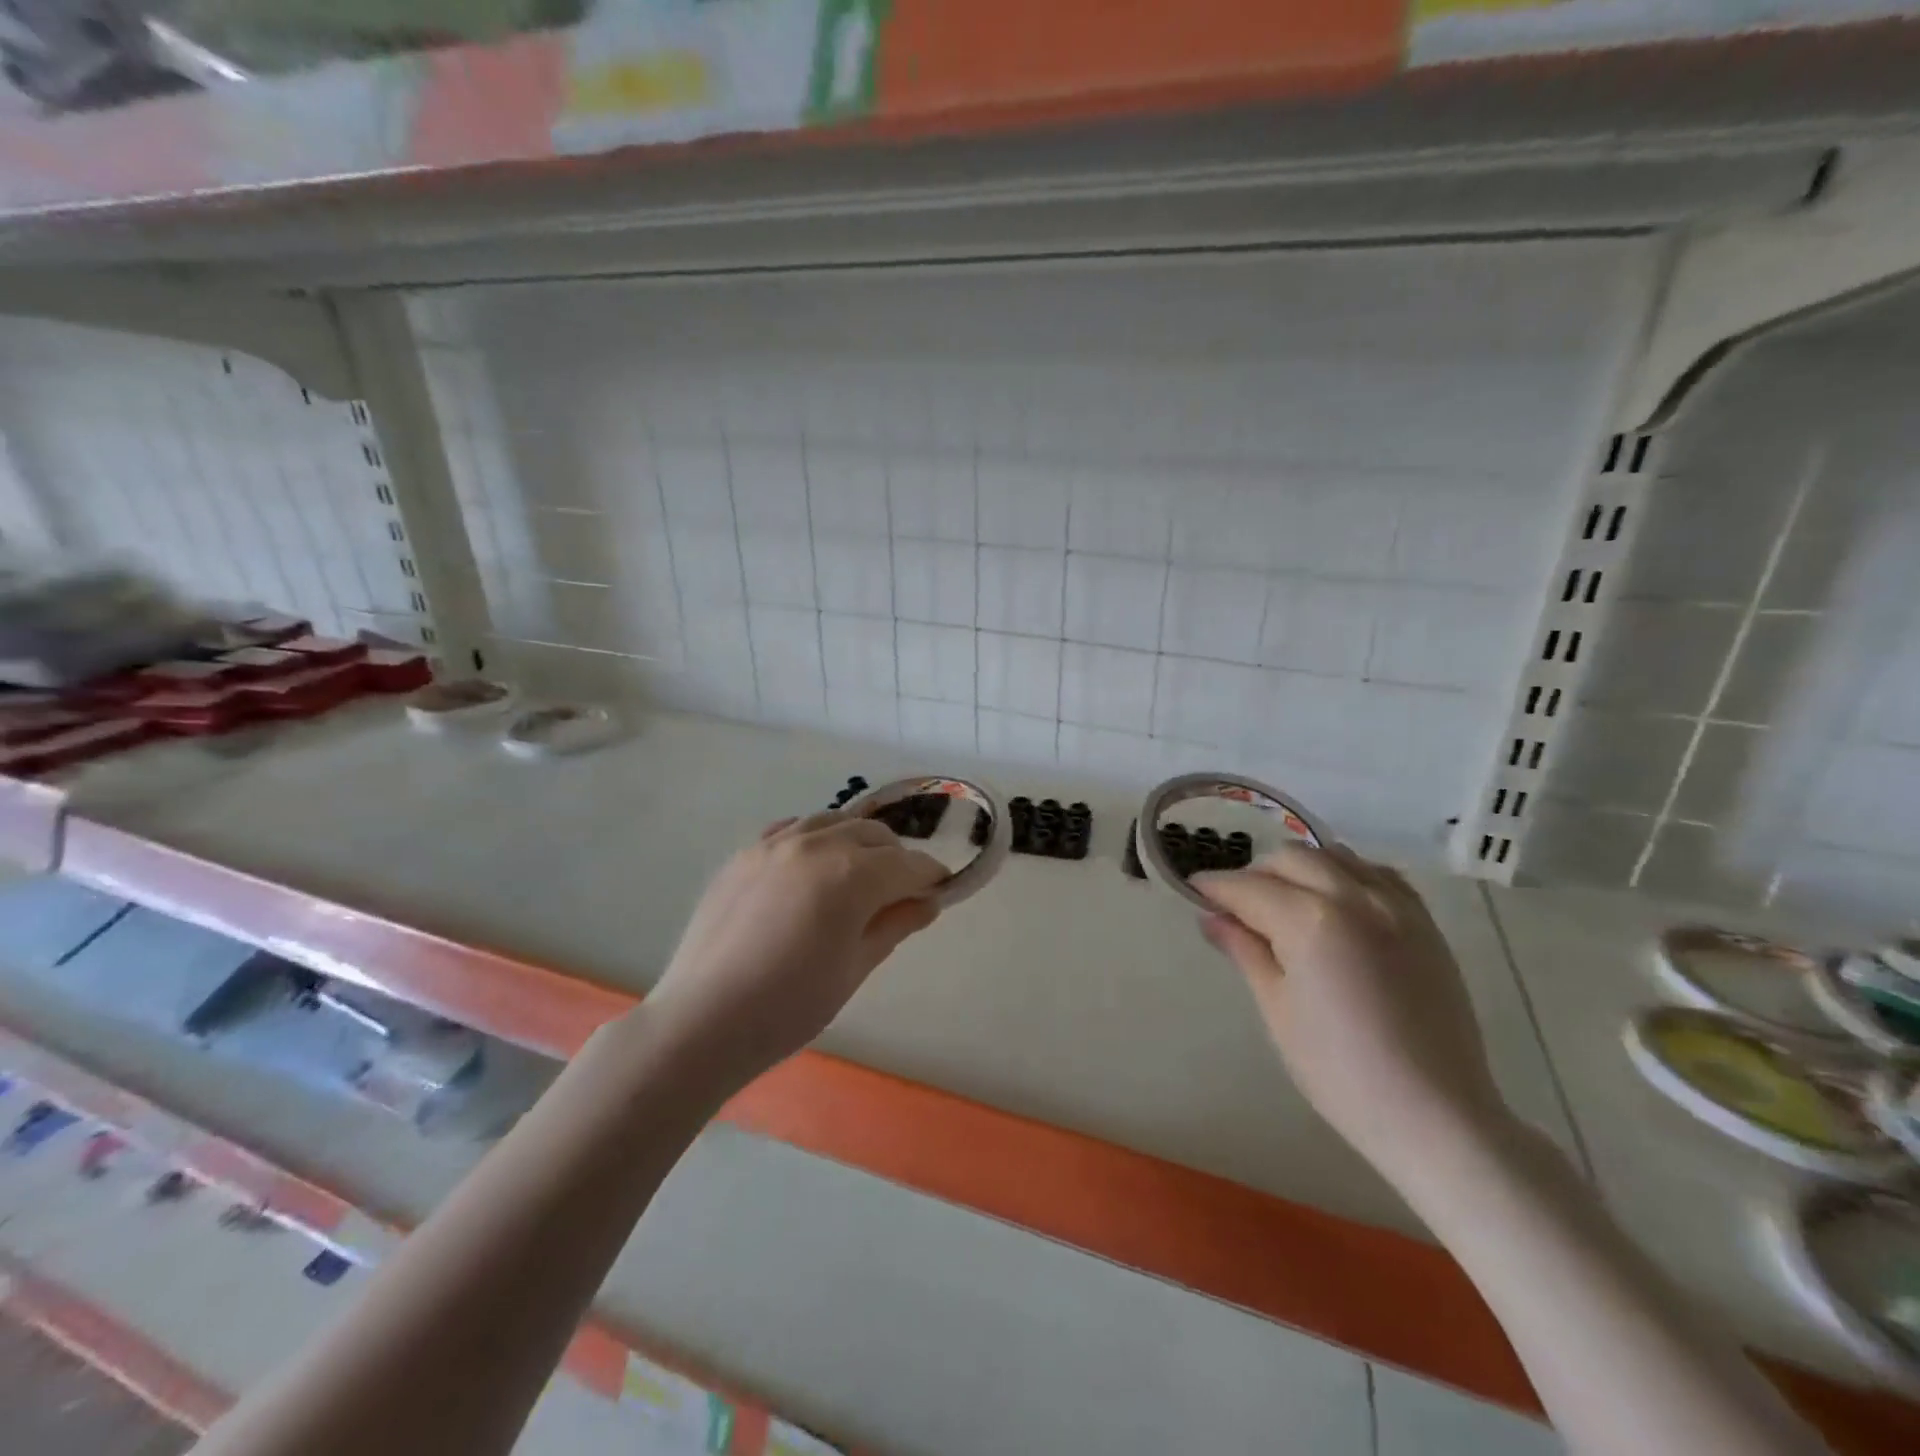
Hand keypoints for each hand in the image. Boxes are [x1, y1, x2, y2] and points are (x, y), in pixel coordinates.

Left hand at [645, 811, 947, 1084]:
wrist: (703, 1020)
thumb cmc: (790, 1006)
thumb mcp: (855, 968)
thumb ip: (895, 924)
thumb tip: (927, 901)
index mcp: (851, 874)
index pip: (909, 864)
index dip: (931, 878)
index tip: (940, 893)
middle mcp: (816, 844)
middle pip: (874, 835)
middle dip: (897, 858)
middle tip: (900, 892)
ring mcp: (775, 844)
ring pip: (834, 822)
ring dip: (857, 842)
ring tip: (858, 875)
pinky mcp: (744, 853)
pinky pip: (792, 828)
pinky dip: (814, 838)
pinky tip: (812, 864)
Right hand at [1192, 844, 1509, 1178]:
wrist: (1435, 1116)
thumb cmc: (1340, 1071)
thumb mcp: (1277, 1009)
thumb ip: (1245, 951)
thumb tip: (1212, 918)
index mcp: (1310, 921)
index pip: (1247, 887)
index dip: (1214, 887)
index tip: (1194, 889)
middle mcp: (1354, 898)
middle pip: (1290, 859)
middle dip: (1255, 874)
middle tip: (1237, 906)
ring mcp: (1395, 906)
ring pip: (1334, 856)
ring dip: (1300, 868)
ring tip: (1285, 901)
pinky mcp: (1424, 922)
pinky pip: (1377, 873)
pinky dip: (1346, 874)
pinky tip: (1336, 902)